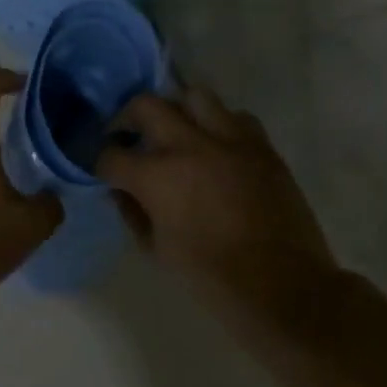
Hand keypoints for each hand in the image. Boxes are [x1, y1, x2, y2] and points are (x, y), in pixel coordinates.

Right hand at [96, 84, 332, 293]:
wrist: (286, 290)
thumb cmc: (213, 279)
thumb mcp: (158, 251)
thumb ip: (134, 213)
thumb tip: (121, 191)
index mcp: (157, 176)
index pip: (111, 154)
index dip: (100, 162)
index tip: (103, 169)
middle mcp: (189, 145)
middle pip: (145, 105)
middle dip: (128, 118)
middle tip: (130, 136)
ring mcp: (230, 140)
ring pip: (194, 96)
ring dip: (178, 110)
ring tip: (178, 131)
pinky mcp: (262, 146)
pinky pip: (236, 117)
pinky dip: (221, 125)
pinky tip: (219, 147)